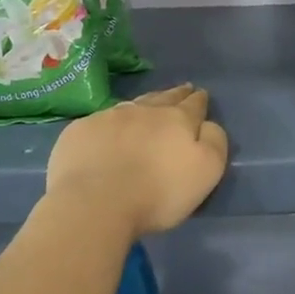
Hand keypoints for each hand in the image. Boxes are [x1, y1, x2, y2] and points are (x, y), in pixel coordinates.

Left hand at [47, 84, 228, 234]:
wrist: (95, 203)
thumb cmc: (158, 193)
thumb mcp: (206, 171)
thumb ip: (214, 142)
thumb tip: (208, 124)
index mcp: (177, 120)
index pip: (194, 104)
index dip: (199, 100)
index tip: (201, 95)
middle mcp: (144, 110)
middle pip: (164, 98)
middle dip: (175, 94)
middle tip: (182, 90)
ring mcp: (109, 117)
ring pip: (133, 104)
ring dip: (144, 104)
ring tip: (148, 105)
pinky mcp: (80, 131)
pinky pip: (100, 120)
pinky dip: (110, 123)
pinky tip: (108, 130)